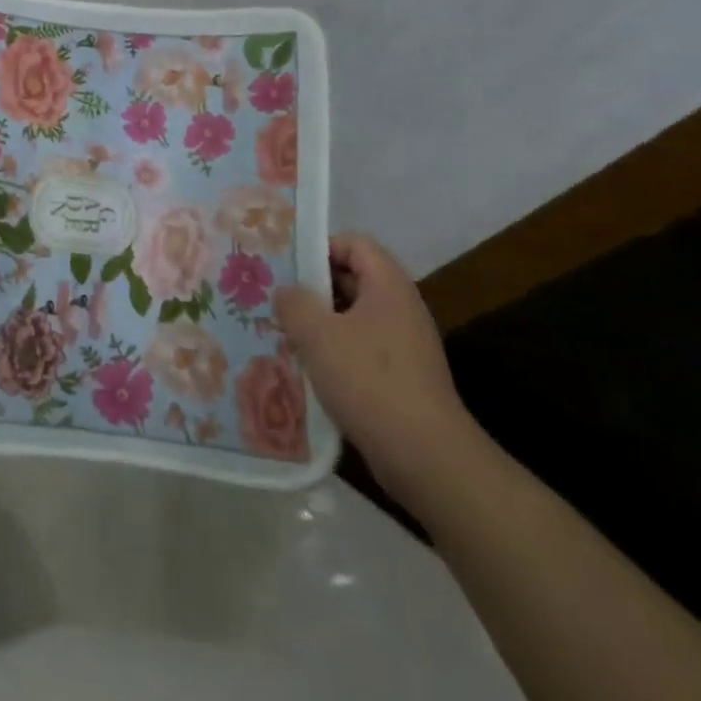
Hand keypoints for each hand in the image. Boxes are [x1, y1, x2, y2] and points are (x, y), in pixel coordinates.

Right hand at [275, 233, 484, 513]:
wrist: (426, 457)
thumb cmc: (369, 381)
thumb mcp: (317, 334)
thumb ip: (293, 303)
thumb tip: (286, 292)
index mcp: (388, 286)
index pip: (354, 243)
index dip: (320, 246)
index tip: (286, 264)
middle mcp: (401, 308)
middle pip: (352, 278)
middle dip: (313, 286)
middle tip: (275, 296)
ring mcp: (404, 345)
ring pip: (352, 317)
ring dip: (319, 322)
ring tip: (283, 332)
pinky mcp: (401, 378)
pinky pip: (360, 349)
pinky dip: (334, 352)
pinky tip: (307, 368)